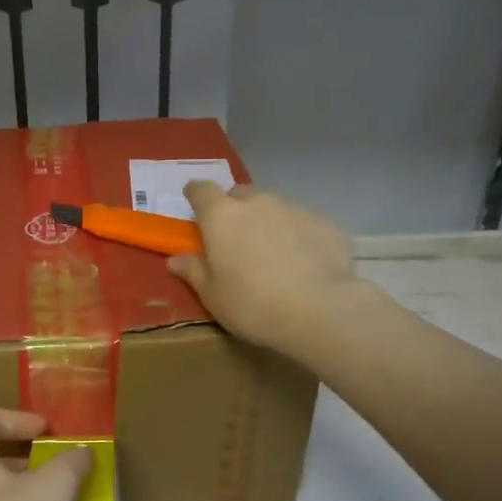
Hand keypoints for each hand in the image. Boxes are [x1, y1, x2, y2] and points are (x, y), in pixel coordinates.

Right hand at [167, 181, 356, 356]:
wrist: (319, 310)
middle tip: (234, 237)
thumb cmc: (251, 304)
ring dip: (267, 221)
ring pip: (273, 206)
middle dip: (233, 208)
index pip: (201, 190)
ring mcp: (294, 208)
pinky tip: (304, 262)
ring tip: (272, 254)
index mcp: (221, 216)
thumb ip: (193, 271)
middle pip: (239, 194)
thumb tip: (175, 259)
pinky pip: (303, 223)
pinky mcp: (325, 222)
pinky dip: (298, 235)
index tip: (193, 203)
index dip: (195, 194)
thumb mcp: (212, 295)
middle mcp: (257, 202)